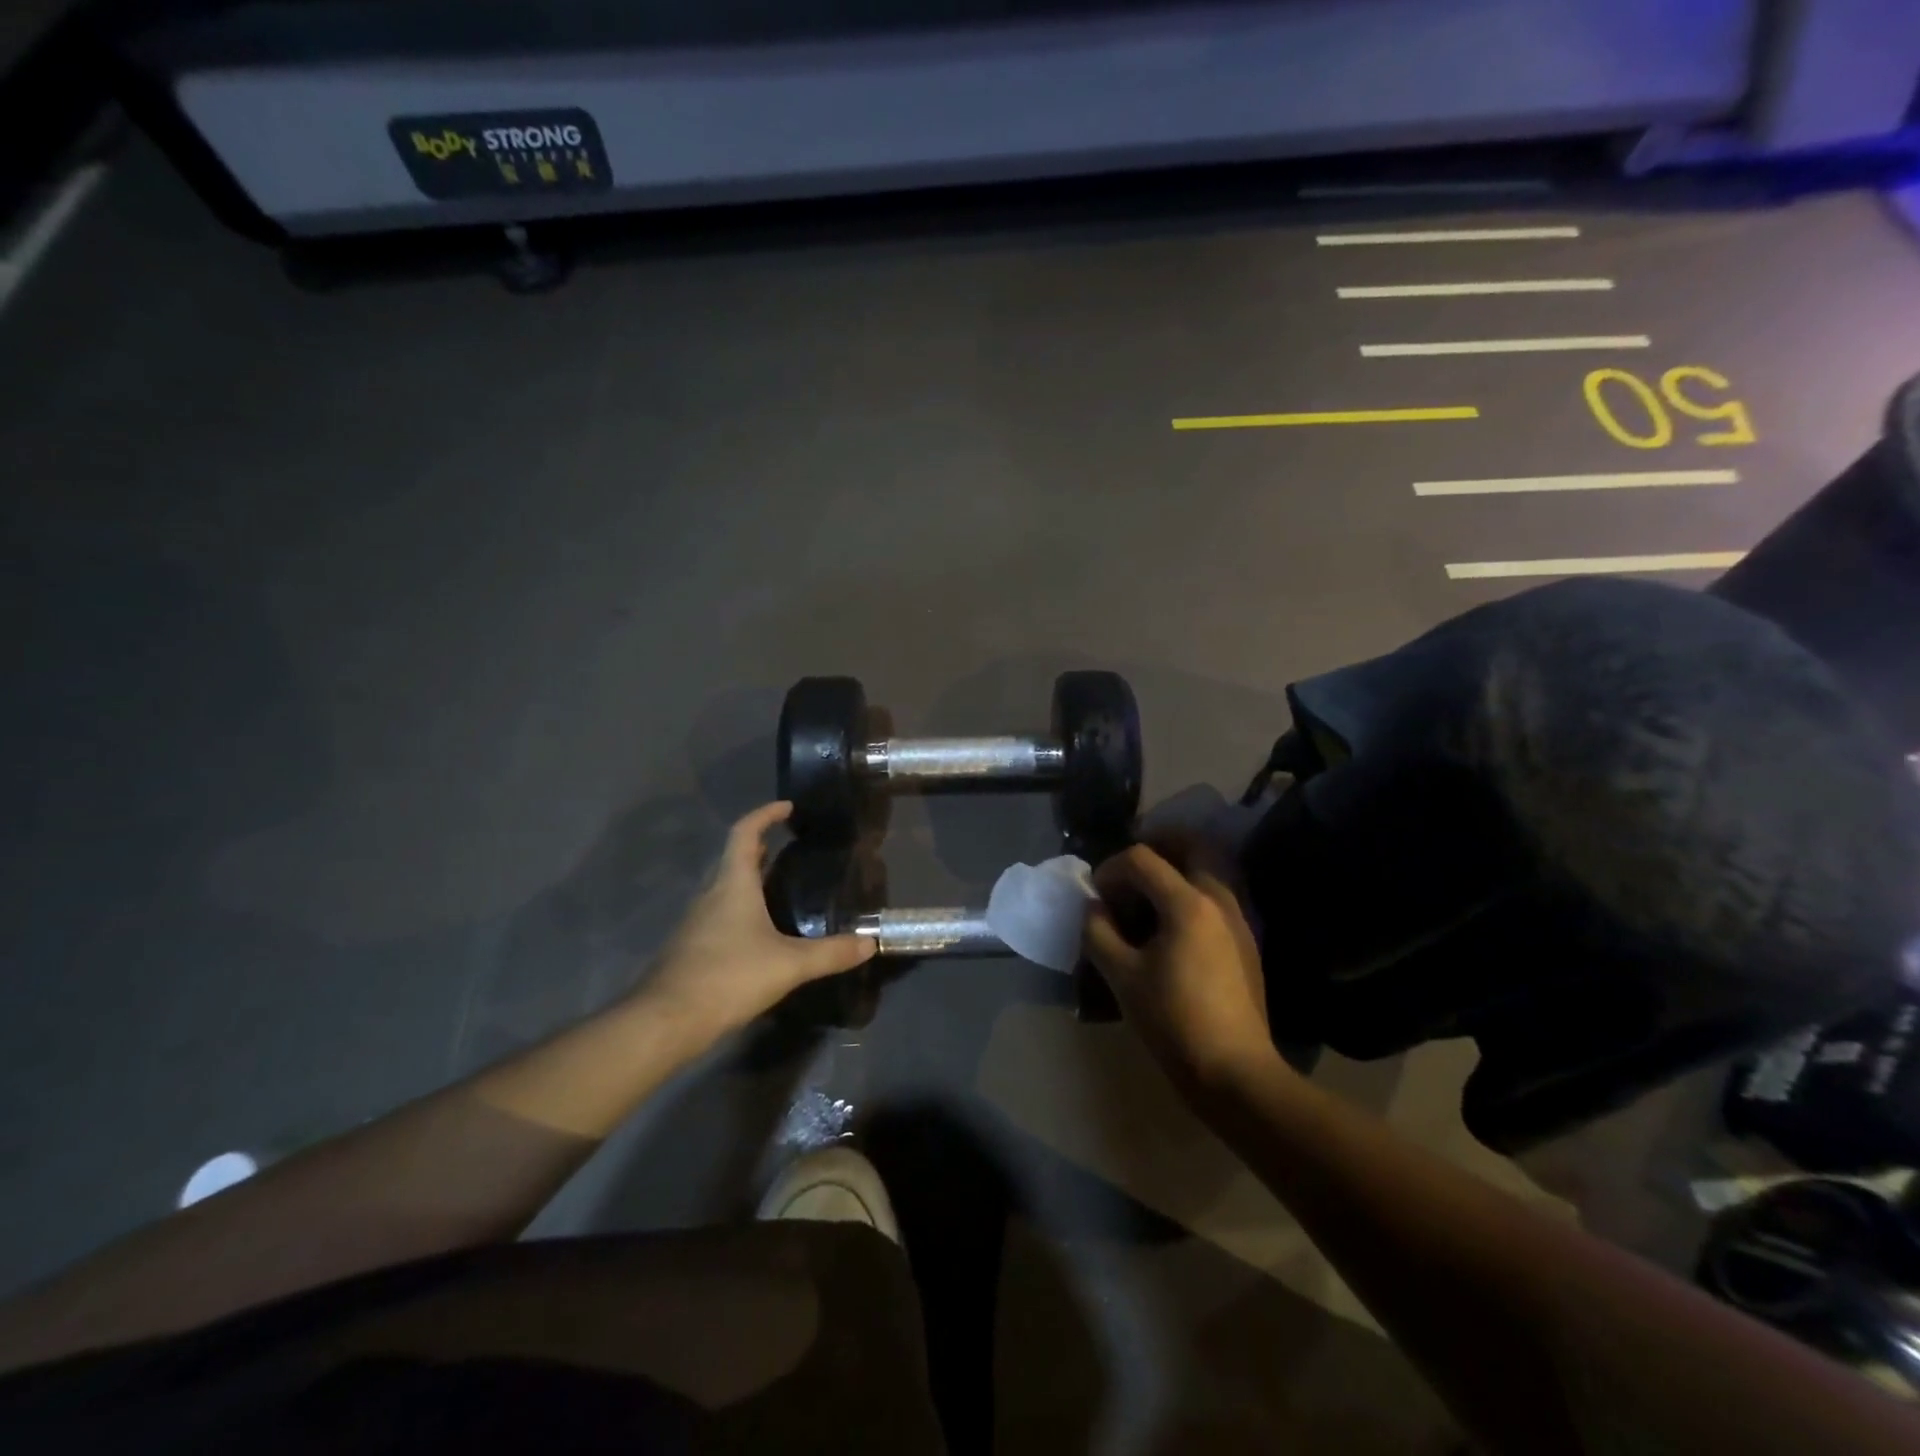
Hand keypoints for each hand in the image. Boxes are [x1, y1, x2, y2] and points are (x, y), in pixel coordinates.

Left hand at [635, 802, 875, 1044]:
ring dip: (749, 878)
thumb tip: (870, 943)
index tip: (787, 807)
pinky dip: (741, 908)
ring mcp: (697, 921)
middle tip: (789, 844)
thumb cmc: (728, 976)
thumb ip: (831, 953)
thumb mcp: (789, 965)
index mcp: (733, 884)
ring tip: (780, 885)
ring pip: (725, 887)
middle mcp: (711, 894)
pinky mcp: (691, 947)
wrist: (666, 1020)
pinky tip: (759, 931)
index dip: (765, 814)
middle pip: (734, 858)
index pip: (745, 833)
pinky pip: (719, 913)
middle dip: (760, 846)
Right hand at [1082, 836, 1279, 1097]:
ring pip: (1209, 868)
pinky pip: (1218, 894)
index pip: (1142, 859)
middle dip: (1156, 846)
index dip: (1110, 868)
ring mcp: (1239, 918)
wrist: (1235, 1072)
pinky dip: (1192, 891)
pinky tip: (1171, 924)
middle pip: (1191, 844)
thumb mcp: (1122, 976)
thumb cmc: (1173, 1021)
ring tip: (1146, 894)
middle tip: (1129, 868)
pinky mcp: (1246, 941)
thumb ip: (1098, 932)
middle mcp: (1219, 898)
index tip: (1095, 895)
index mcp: (1187, 902)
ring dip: (1177, 868)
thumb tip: (1093, 907)